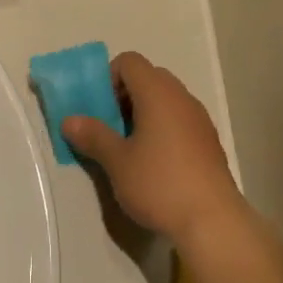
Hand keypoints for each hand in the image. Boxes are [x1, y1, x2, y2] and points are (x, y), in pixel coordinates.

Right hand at [61, 52, 242, 245]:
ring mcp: (199, 119)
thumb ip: (93, 136)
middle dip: (124, 95)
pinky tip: (155, 163)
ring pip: (166, 100)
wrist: (213, 221)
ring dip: (144, 113)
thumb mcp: (117, 162)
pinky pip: (180, 119)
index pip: (130, 61)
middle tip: (110, 126)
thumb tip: (69, 120)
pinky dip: (163, 128)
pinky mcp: (209, 142)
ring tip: (130, 147)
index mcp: (158, 93)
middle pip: (149, 77)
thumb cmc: (160, 184)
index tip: (100, 108)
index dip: (109, 77)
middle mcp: (181, 98)